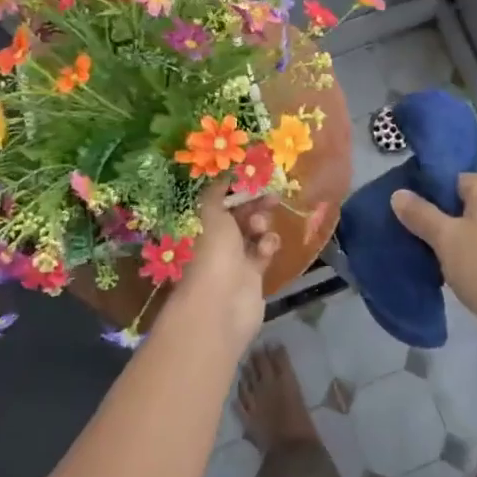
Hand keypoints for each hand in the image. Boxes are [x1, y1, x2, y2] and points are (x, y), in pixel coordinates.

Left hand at [161, 183, 277, 355]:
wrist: (222, 304)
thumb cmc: (213, 253)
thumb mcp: (212, 214)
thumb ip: (218, 191)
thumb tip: (223, 171)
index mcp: (204, 224)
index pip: (223, 200)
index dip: (238, 188)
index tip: (256, 177)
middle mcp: (218, 240)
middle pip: (241, 215)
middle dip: (255, 204)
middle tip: (272, 196)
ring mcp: (236, 258)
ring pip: (255, 232)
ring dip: (262, 225)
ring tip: (260, 228)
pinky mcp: (254, 274)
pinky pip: (264, 252)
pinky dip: (268, 246)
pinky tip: (266, 249)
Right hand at [391, 174, 476, 341]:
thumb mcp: (446, 242)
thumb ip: (420, 215)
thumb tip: (398, 194)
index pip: (448, 181)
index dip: (428, 202)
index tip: (415, 227)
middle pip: (464, 201)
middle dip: (445, 223)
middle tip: (428, 248)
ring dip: (463, 240)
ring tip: (447, 265)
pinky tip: (473, 273)